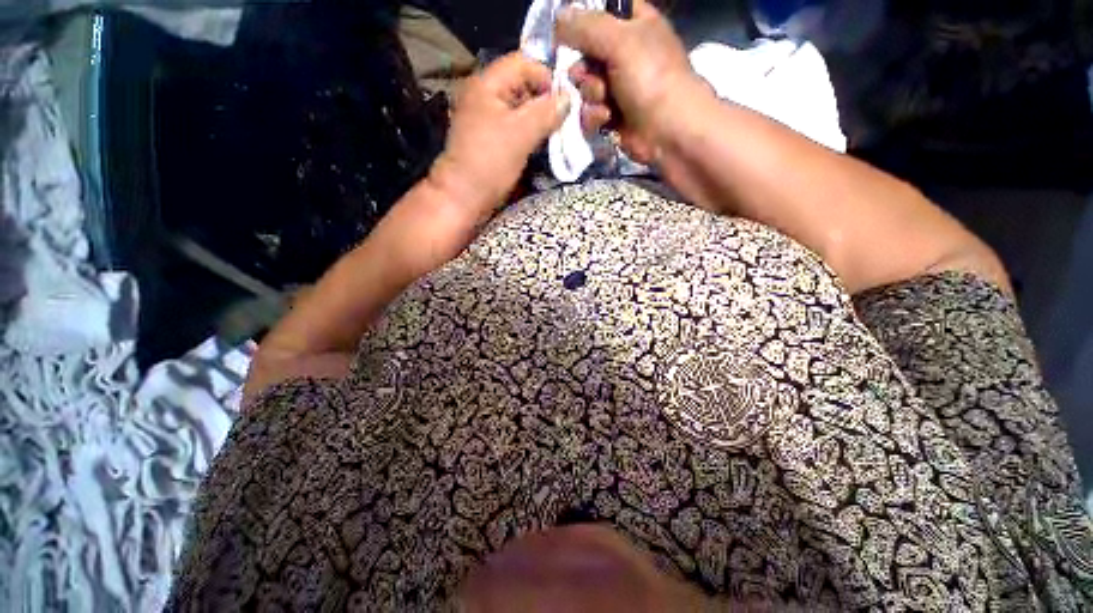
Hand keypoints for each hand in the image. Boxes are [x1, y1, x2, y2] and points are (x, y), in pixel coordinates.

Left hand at [429, 53, 569, 223]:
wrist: (464, 198)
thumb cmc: (489, 162)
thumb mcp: (520, 134)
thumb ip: (546, 112)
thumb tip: (568, 98)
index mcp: (487, 84)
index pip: (523, 63)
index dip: (547, 77)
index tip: (565, 101)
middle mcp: (487, 96)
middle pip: (524, 86)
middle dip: (548, 101)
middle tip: (568, 119)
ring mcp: (490, 120)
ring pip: (523, 110)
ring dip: (543, 120)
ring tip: (560, 133)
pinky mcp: (494, 140)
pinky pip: (518, 128)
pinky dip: (533, 134)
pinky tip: (546, 144)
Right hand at [556, 0, 709, 163]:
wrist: (668, 131)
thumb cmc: (651, 78)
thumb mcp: (620, 41)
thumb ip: (586, 26)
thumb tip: (557, 18)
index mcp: (634, 25)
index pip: (602, 12)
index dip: (583, 21)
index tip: (567, 33)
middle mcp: (624, 55)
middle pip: (586, 54)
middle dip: (584, 69)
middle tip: (589, 75)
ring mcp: (617, 89)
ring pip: (585, 87)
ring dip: (590, 95)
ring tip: (605, 103)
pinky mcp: (612, 118)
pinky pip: (589, 113)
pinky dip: (594, 117)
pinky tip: (606, 120)